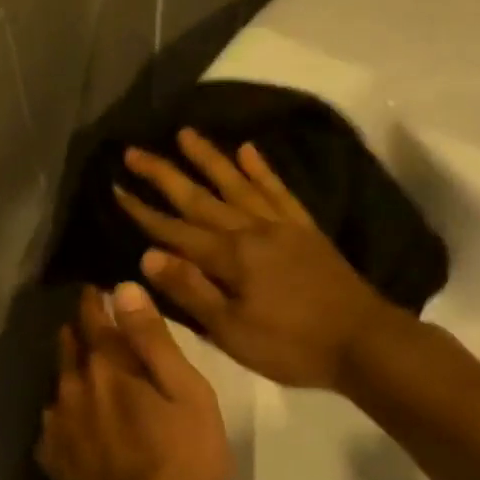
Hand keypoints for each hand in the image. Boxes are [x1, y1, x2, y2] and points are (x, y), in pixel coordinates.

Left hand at [38, 284, 230, 479]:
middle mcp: (72, 387)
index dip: (94, 300)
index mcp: (108, 367)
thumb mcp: (187, 393)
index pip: (92, 317)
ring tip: (89, 371)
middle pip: (69, 346)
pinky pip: (53, 422)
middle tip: (95, 324)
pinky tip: (78, 421)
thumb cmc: (182, 458)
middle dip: (80, 330)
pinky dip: (65, 411)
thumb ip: (153, 340)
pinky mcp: (52, 459)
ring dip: (71, 370)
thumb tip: (125, 289)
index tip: (98, 289)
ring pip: (59, 383)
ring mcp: (56, 425)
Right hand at [113, 129, 401, 389]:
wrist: (363, 341)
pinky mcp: (305, 229)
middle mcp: (252, 230)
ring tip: (185, 133)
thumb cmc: (291, 345)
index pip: (175, 230)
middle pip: (200, 197)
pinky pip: (279, 190)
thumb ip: (192, 290)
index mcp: (230, 257)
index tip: (116, 188)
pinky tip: (248, 150)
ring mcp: (282, 225)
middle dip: (164, 174)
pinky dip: (262, 169)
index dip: (143, 212)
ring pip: (238, 183)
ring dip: (210, 158)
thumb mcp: (232, 331)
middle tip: (134, 151)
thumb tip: (148, 255)